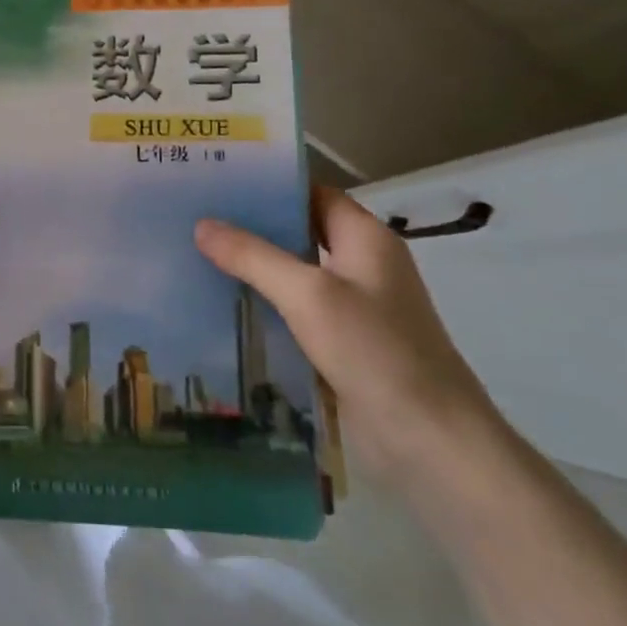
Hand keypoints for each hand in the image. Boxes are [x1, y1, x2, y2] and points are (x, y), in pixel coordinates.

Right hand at [195, 187, 502, 489]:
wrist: (431, 442)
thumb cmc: (375, 352)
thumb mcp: (308, 295)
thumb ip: (253, 257)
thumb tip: (202, 225)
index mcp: (367, 240)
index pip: (313, 195)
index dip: (270, 186)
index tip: (219, 183)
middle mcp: (363, 266)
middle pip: (300, 232)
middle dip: (252, 227)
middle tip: (195, 218)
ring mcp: (355, 307)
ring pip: (295, 274)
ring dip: (253, 267)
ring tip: (196, 255)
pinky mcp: (343, 344)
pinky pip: (296, 310)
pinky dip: (264, 303)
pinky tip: (222, 305)